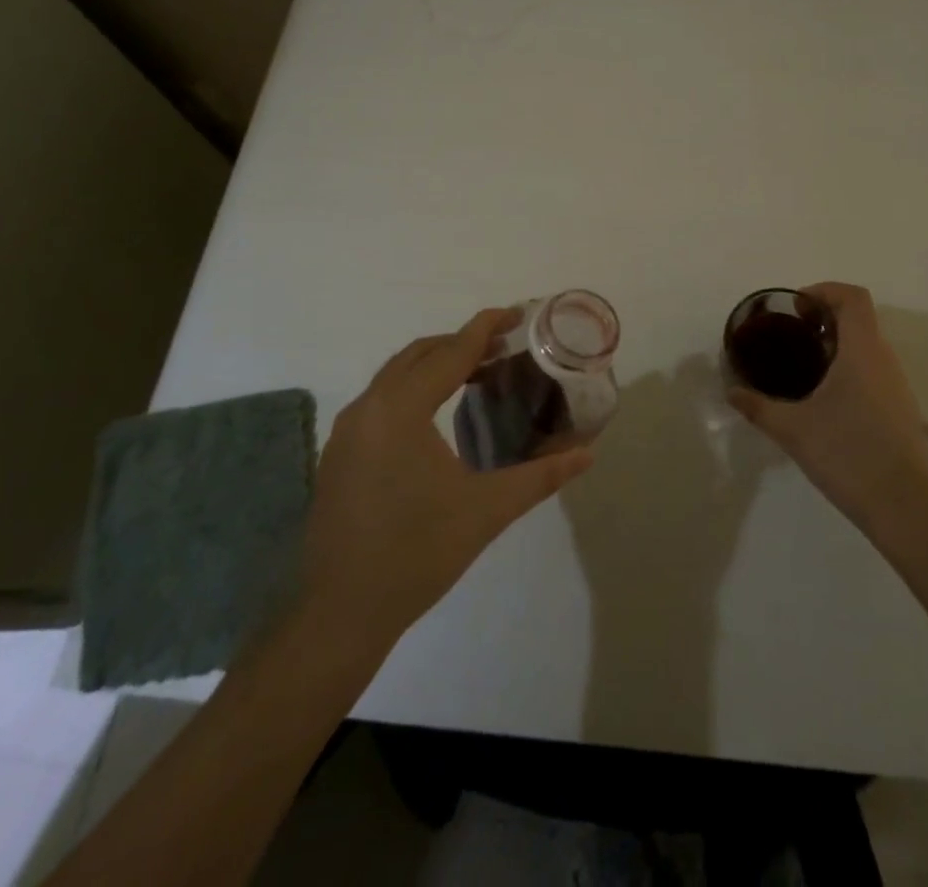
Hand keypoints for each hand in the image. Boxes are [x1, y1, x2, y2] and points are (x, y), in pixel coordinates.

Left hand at [295, 308, 593, 650]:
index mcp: (400, 410)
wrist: (340, 614)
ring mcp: (347, 430)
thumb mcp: (487, 511)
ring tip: (479, 373)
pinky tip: (439, 413)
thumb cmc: (417, 554)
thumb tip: (588, 454)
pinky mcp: (339, 452)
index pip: (451, 353)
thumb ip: (541, 476)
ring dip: (437, 364)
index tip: (517, 312)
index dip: (486, 328)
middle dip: (463, 343)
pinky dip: (414, 388)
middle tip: (505, 346)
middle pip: (420, 354)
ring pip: (396, 374)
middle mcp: (368, 407)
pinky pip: (381, 399)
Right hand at [728, 282, 927, 543]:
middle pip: (860, 318)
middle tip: (794, 334)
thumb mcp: (793, 429)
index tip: (798, 307)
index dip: (825, 291)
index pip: (853, 297)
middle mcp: (885, 360)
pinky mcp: (901, 409)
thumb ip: (758, 407)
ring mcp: (897, 385)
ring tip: (806, 365)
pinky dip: (850, 367)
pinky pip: (874, 370)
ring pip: (868, 346)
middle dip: (826, 318)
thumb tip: (731, 392)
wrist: (902, 506)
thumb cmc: (847, 454)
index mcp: (862, 352)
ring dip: (839, 344)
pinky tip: (827, 398)